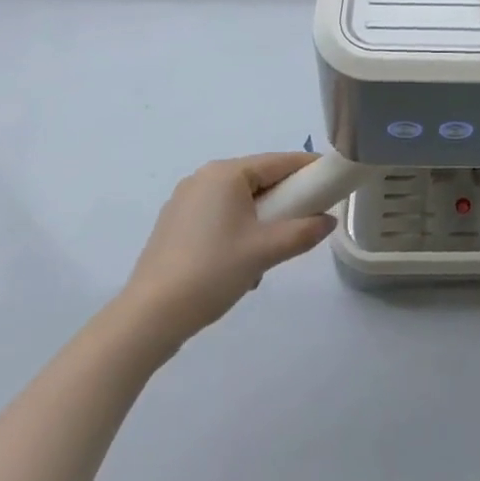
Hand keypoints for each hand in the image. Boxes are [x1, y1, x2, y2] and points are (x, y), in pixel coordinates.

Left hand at [117, 153, 335, 359]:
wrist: (147, 319)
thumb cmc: (211, 272)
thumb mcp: (265, 252)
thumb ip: (303, 232)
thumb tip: (329, 221)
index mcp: (226, 173)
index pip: (279, 162)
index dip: (308, 170)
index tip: (332, 182)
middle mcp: (204, 177)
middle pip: (258, 180)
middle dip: (283, 201)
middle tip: (303, 224)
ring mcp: (184, 201)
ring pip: (238, 201)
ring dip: (259, 221)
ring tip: (265, 256)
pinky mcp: (173, 225)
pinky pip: (218, 216)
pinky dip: (236, 230)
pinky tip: (237, 264)